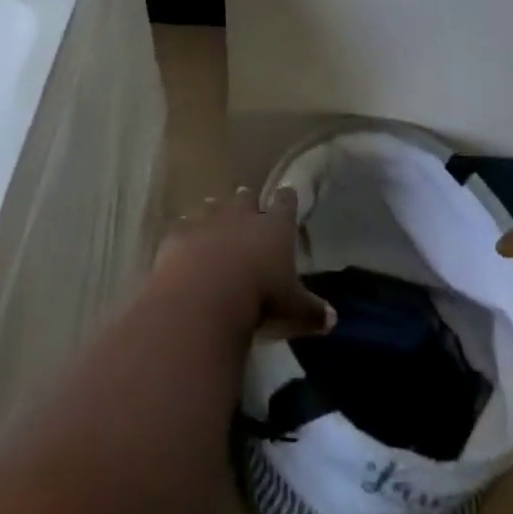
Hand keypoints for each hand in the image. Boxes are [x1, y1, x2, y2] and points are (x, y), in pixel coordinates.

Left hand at [154, 187, 334, 341]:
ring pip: (213, 206)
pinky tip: (183, 243)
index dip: (287, 198)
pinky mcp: (179, 234)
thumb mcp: (293, 311)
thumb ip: (312, 312)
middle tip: (247, 207)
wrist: (203, 299)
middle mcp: (243, 216)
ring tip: (215, 221)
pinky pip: (183, 226)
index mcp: (275, 227)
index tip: (287, 194)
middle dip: (247, 202)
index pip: (286, 202)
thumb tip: (333, 318)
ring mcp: (209, 221)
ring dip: (215, 213)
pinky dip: (185, 233)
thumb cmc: (259, 300)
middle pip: (246, 197)